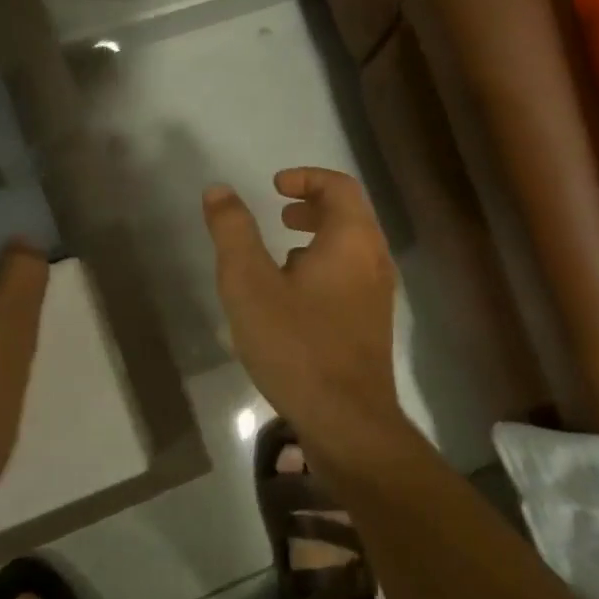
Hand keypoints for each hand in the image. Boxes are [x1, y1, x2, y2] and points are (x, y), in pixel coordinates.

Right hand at [203, 167, 402, 447]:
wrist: (346, 420)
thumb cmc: (296, 344)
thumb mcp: (249, 284)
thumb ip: (233, 232)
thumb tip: (219, 191)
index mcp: (353, 240)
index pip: (340, 186)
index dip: (307, 178)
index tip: (275, 186)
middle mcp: (375, 260)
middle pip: (350, 215)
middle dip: (313, 207)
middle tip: (280, 215)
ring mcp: (379, 295)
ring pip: (352, 249)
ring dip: (319, 240)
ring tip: (282, 255)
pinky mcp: (373, 325)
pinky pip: (351, 278)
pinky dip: (325, 269)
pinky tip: (294, 299)